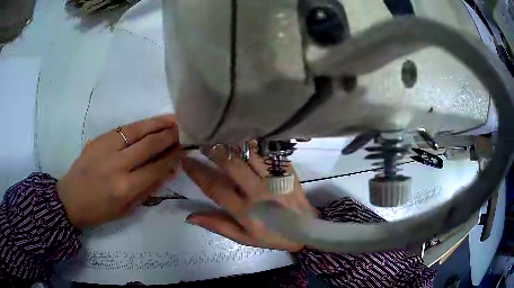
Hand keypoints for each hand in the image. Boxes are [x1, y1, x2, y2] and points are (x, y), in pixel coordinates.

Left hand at [57, 115, 182, 227]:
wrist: (71, 198)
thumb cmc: (100, 210)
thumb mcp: (127, 209)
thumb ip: (148, 189)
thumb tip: (169, 171)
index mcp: (125, 187)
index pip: (156, 167)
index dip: (172, 157)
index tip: (184, 149)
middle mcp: (117, 165)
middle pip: (149, 145)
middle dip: (168, 136)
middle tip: (182, 130)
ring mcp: (106, 148)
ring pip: (137, 130)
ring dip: (157, 124)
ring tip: (172, 119)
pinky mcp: (99, 139)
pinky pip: (123, 129)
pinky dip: (139, 125)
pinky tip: (149, 123)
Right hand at [183, 144, 315, 251]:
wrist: (304, 230)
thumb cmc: (270, 235)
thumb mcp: (243, 237)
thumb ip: (218, 225)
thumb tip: (190, 216)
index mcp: (244, 211)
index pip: (215, 188)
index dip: (198, 173)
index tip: (186, 160)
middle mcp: (258, 193)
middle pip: (233, 167)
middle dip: (215, 152)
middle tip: (202, 141)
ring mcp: (275, 181)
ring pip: (252, 156)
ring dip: (234, 144)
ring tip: (221, 134)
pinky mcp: (287, 172)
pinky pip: (270, 154)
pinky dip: (257, 144)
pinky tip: (246, 137)